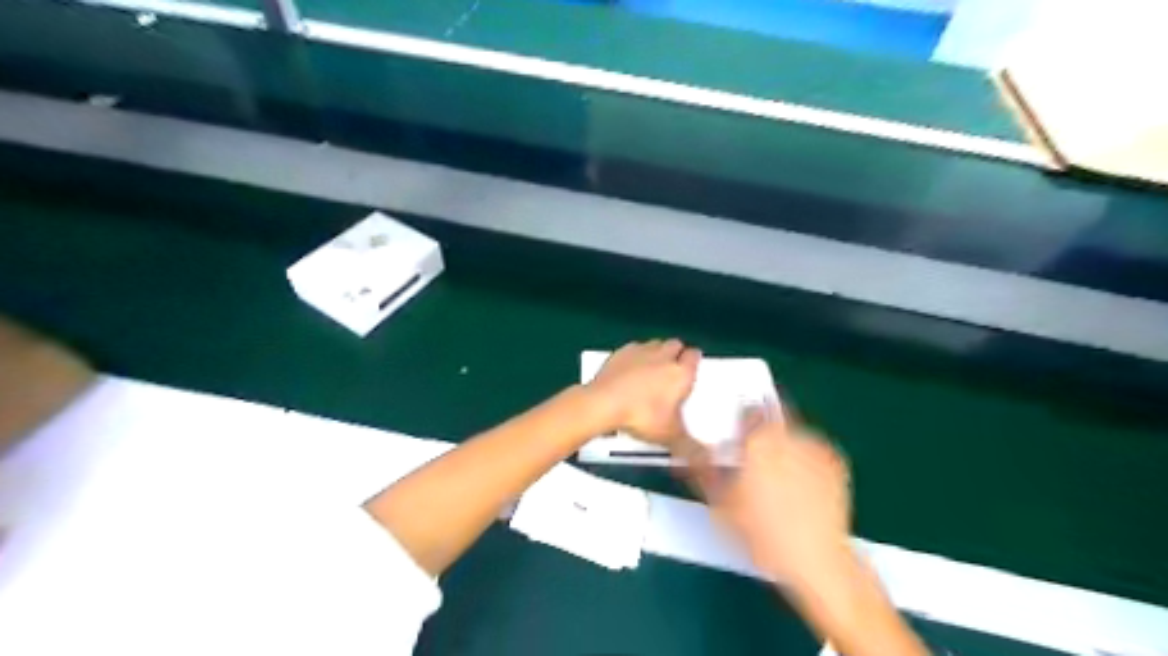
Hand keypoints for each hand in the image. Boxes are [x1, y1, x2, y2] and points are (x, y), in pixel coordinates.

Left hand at [590, 337, 695, 446]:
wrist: (604, 403)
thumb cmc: (643, 417)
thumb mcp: (670, 436)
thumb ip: (691, 446)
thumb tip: (710, 459)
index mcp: (681, 373)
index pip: (695, 355)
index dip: (694, 361)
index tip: (691, 371)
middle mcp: (663, 356)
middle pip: (676, 344)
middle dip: (676, 354)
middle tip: (671, 372)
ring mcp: (641, 351)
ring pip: (655, 343)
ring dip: (657, 352)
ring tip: (651, 370)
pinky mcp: (621, 351)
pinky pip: (634, 348)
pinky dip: (635, 356)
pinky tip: (630, 370)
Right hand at [687, 409, 855, 587]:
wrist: (814, 560)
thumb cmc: (762, 532)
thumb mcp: (720, 503)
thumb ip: (701, 469)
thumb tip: (684, 453)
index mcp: (758, 439)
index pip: (746, 408)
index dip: (738, 416)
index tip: (733, 430)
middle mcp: (789, 434)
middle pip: (771, 416)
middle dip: (761, 430)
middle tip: (752, 455)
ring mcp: (815, 446)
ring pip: (792, 432)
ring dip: (782, 443)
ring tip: (776, 474)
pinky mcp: (834, 462)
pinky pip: (811, 448)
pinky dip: (802, 457)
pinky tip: (797, 483)